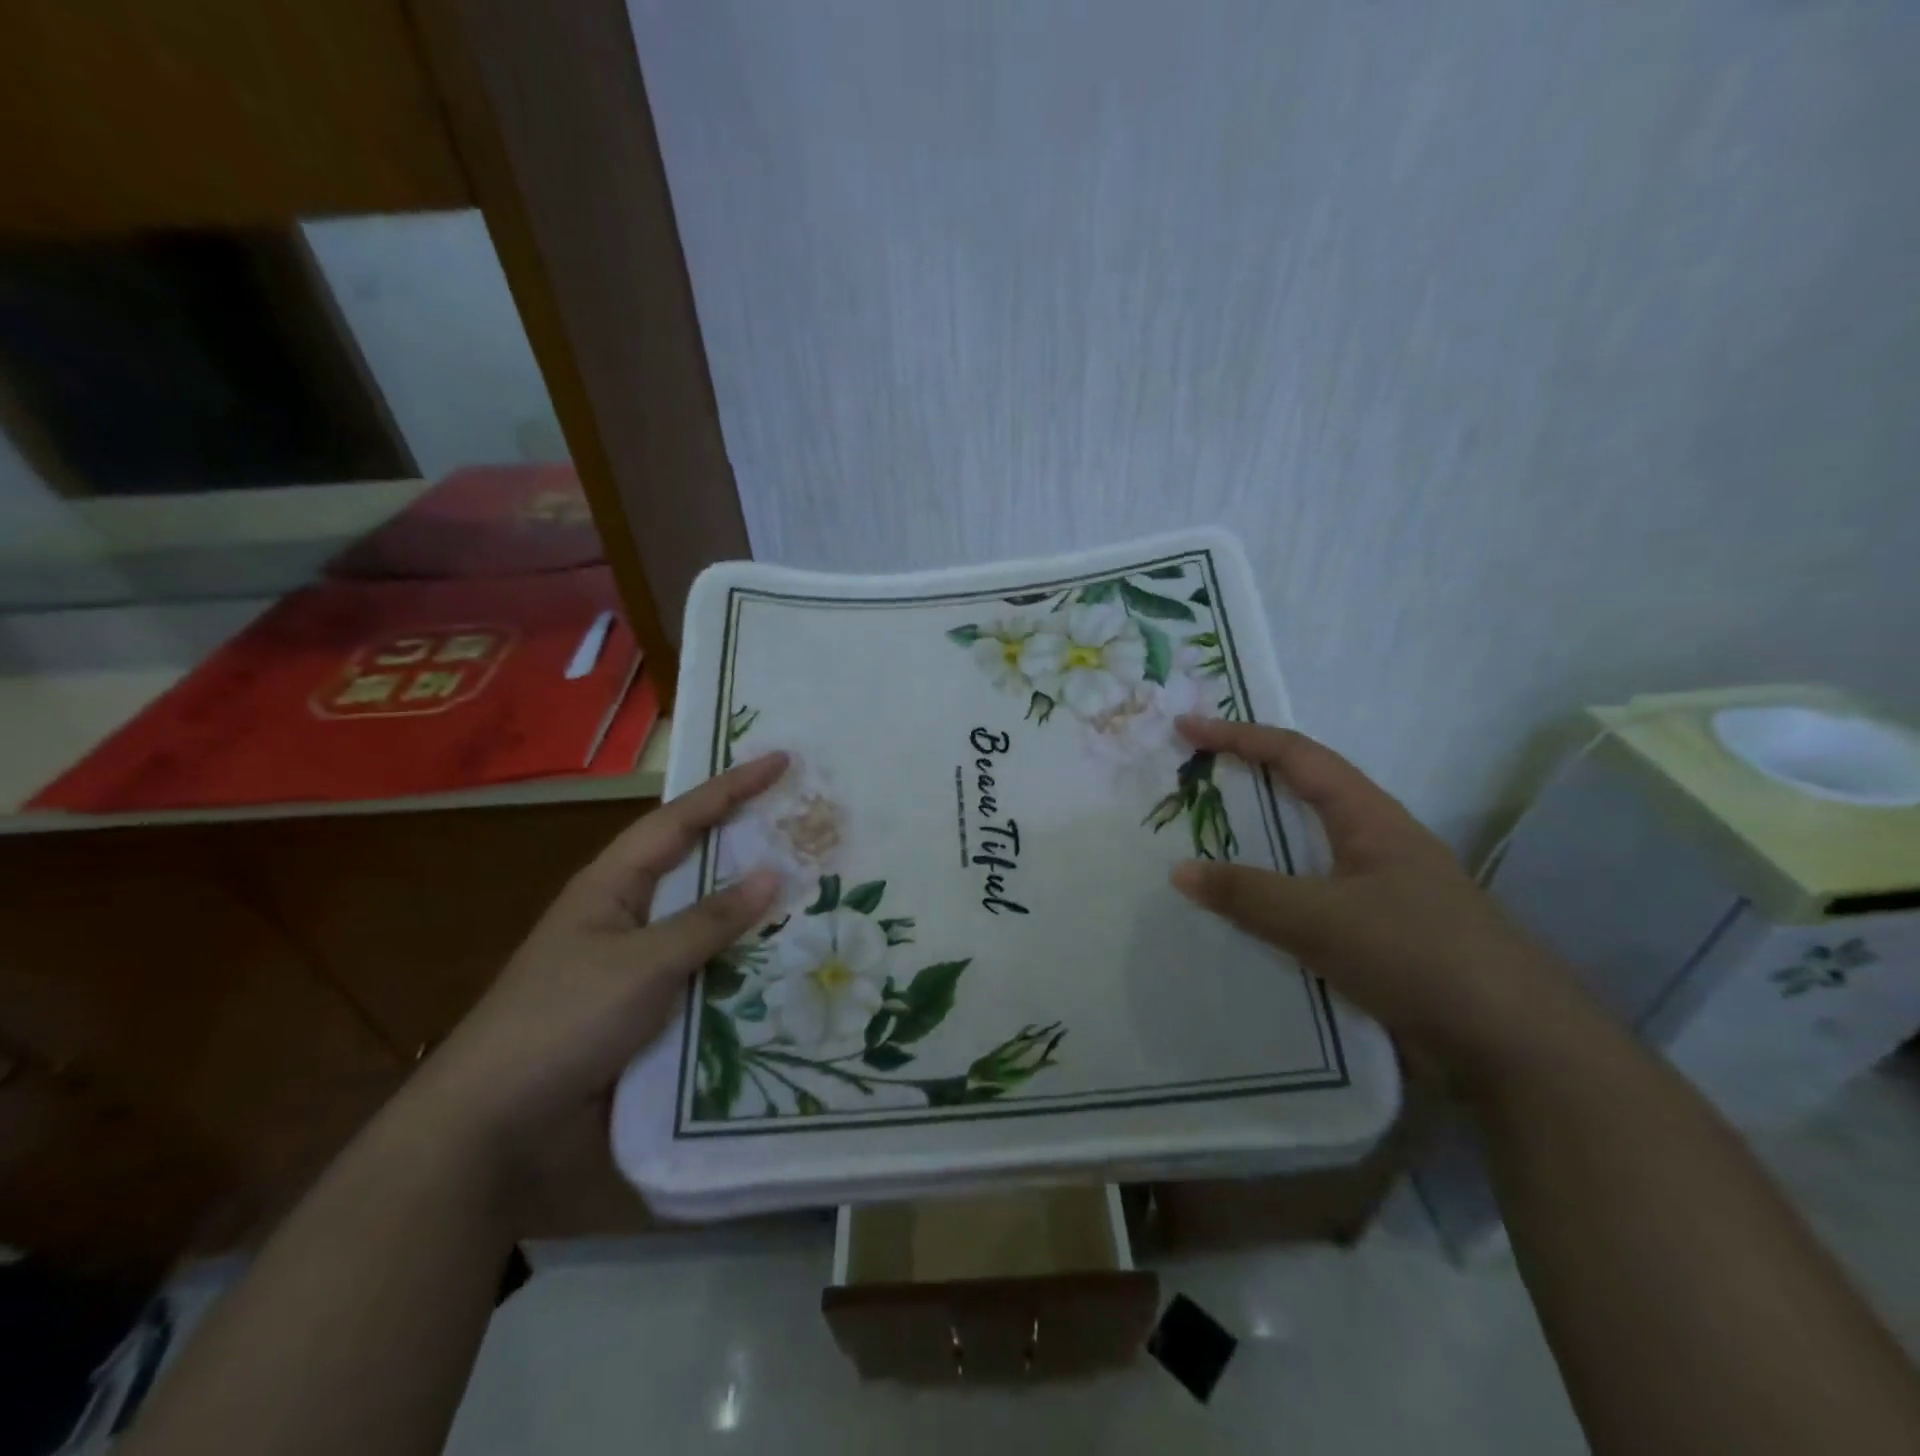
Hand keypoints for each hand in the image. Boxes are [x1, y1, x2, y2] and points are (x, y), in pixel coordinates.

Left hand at [405, 753, 788, 1170]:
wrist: (497, 1130)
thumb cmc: (563, 1022)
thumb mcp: (642, 963)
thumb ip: (710, 920)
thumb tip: (774, 874)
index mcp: (612, 885)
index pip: (681, 820)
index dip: (731, 787)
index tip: (780, 760)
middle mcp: (628, 915)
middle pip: (699, 866)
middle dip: (749, 844)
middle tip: (807, 824)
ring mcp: (639, 965)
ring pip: (709, 924)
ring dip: (754, 912)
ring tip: (815, 891)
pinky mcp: (650, 1010)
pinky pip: (708, 973)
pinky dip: (744, 965)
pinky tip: (786, 965)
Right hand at [1169, 717, 1591, 1081]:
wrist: (1515, 1047)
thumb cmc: (1420, 956)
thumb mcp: (1324, 920)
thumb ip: (1249, 895)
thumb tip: (1179, 871)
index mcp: (1369, 818)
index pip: (1296, 755)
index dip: (1239, 736)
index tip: (1187, 729)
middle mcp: (1373, 843)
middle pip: (1298, 794)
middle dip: (1243, 781)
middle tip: (1186, 783)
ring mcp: (1376, 890)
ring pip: (1300, 850)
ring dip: (1252, 843)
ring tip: (1198, 845)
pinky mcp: (1374, 933)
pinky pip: (1306, 898)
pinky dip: (1267, 894)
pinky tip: (1238, 916)